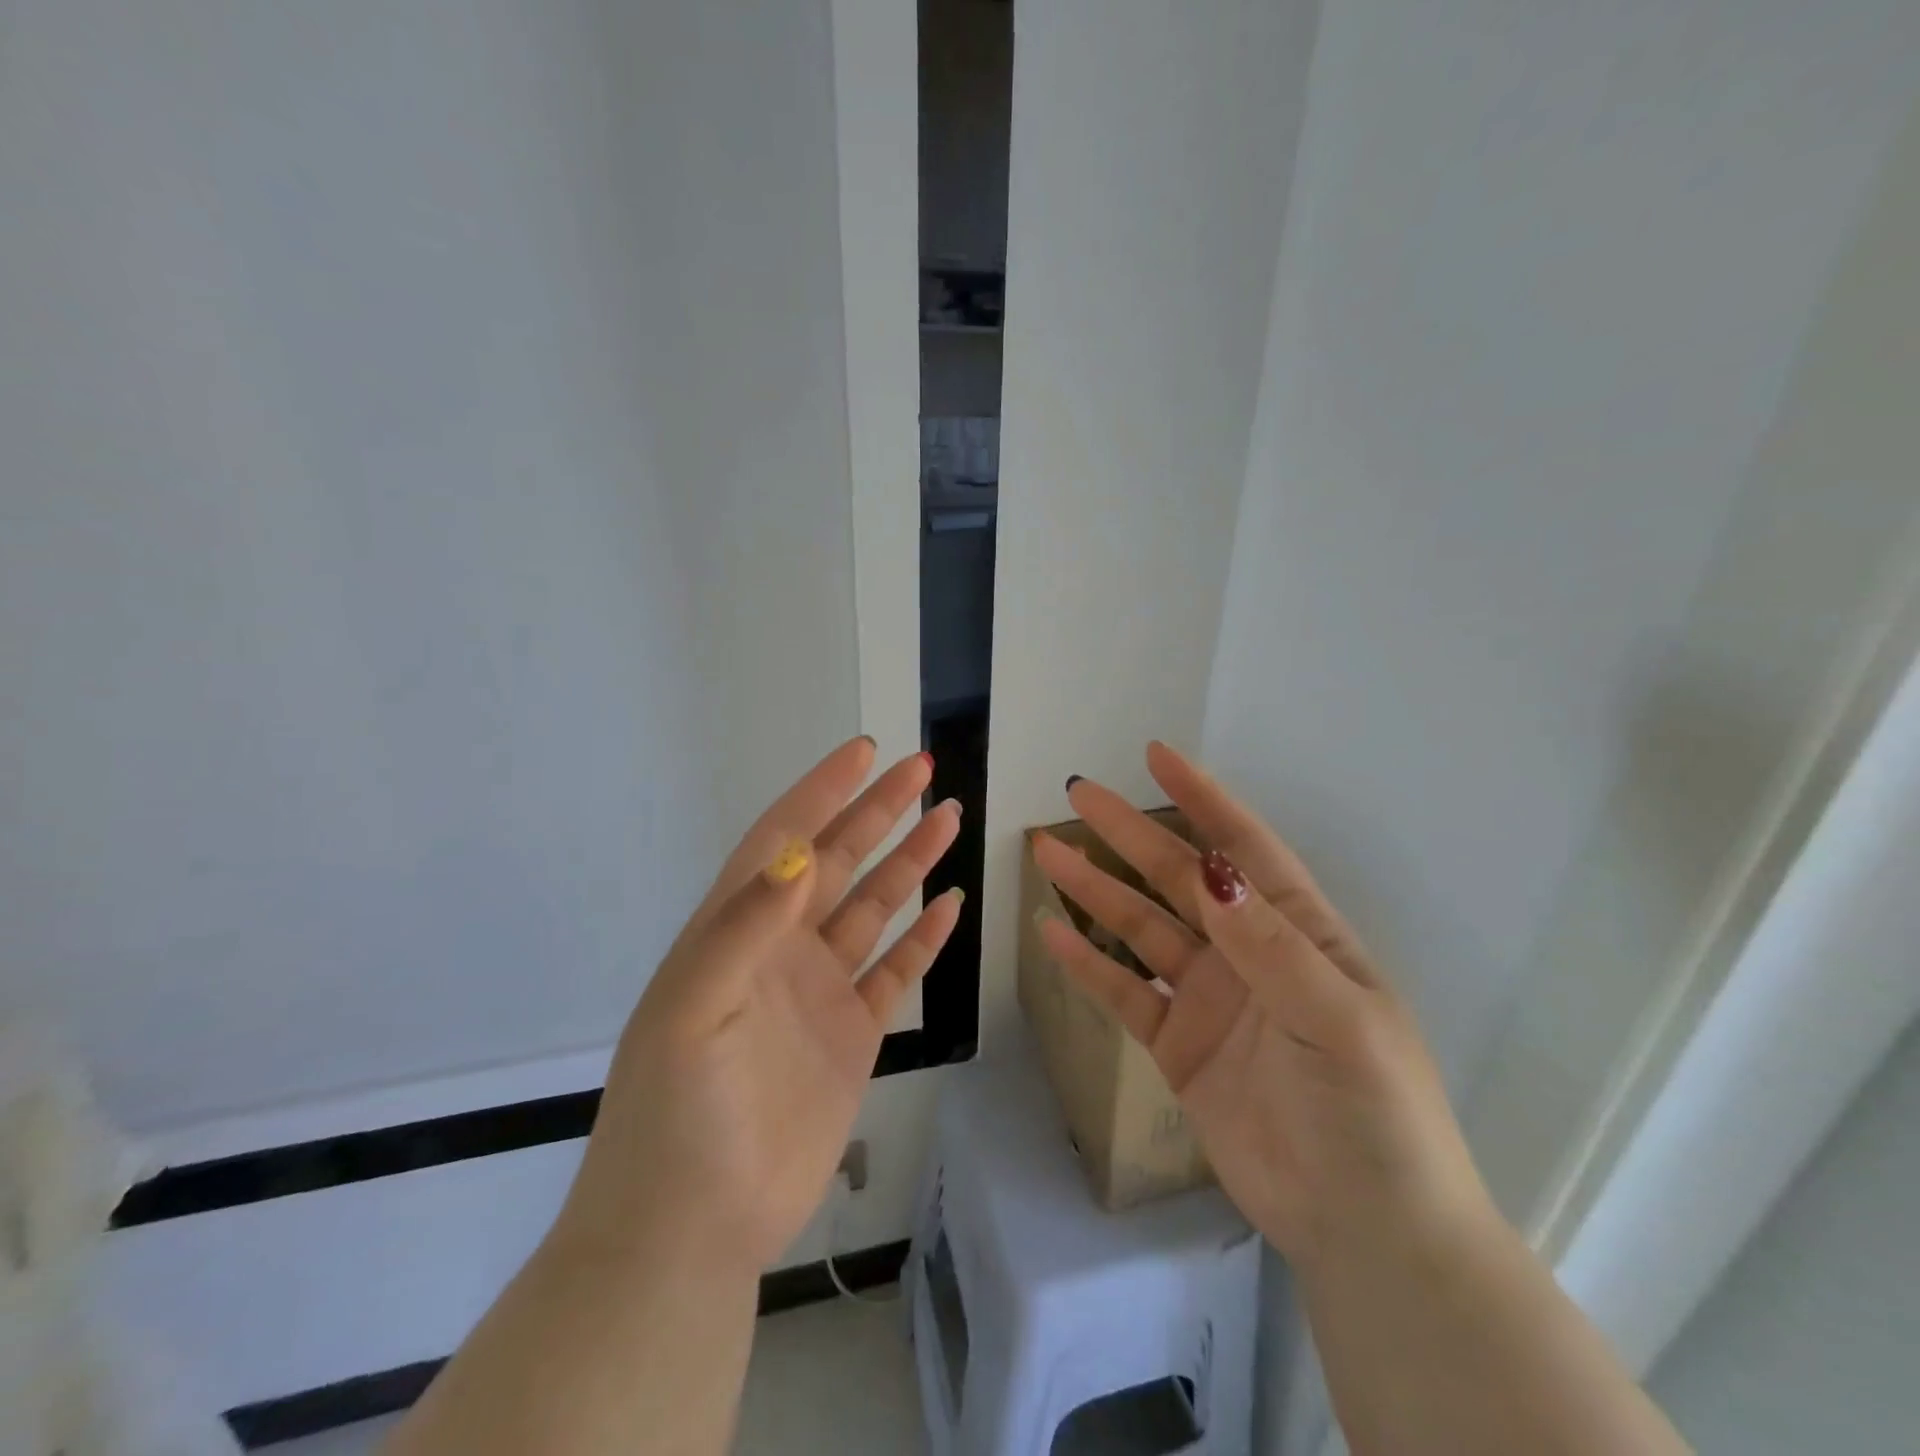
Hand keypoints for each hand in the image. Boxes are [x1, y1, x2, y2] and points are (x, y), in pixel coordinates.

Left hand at [561, 736, 962, 1273]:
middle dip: (877, 811)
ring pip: (872, 908)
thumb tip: (799, 852)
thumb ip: (743, 927)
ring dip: (908, 862)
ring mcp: (819, 991)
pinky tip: (949, 906)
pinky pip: (895, 971)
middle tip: (922, 768)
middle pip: (837, 861)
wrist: (691, 1230)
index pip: (784, 839)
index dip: (822, 791)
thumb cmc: (678, 1114)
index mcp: (736, 930)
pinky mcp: (851, 1035)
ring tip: (948, 819)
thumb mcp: (692, 1010)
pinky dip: (923, 938)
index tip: (865, 752)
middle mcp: (780, 948)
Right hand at [1034, 742, 1492, 1266]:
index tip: (1157, 756)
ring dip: (1096, 890)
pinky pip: (1124, 991)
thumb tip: (1210, 869)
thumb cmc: (1372, 1112)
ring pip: (1141, 927)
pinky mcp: (1178, 1045)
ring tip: (1048, 853)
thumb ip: (1268, 945)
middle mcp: (1247, 952)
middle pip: (1178, 878)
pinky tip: (1051, 934)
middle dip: (1129, 834)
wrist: (1365, 1231)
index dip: (1202, 799)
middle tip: (1079, 795)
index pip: (1242, 847)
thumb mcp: (1335, 1018)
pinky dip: (1088, 963)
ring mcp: (1209, 998)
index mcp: (1297, 933)